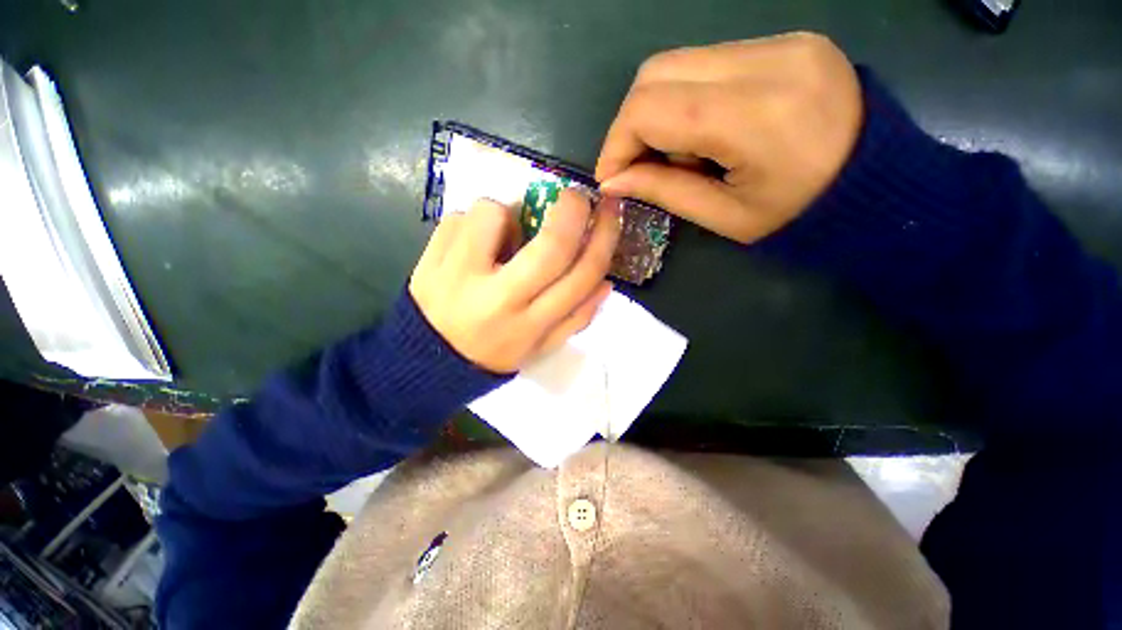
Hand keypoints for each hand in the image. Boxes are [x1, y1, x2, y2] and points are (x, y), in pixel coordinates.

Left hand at [409, 191, 621, 373]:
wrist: (426, 360)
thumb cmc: (492, 354)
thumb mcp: (539, 349)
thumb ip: (575, 319)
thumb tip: (606, 282)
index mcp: (530, 326)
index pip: (580, 276)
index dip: (603, 238)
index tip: (610, 212)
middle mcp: (499, 300)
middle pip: (550, 245)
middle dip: (573, 210)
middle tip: (577, 198)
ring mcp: (459, 275)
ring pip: (496, 214)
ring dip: (508, 214)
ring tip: (502, 238)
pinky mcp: (429, 258)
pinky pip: (460, 216)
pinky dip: (474, 222)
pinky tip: (471, 246)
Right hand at [596, 32, 862, 243]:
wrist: (878, 184)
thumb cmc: (799, 216)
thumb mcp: (724, 217)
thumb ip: (663, 192)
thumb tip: (612, 182)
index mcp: (754, 117)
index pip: (651, 108)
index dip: (616, 142)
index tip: (611, 177)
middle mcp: (767, 62)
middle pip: (657, 72)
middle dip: (632, 124)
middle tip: (638, 165)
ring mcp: (781, 42)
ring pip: (679, 63)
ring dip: (661, 112)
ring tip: (683, 154)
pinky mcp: (787, 40)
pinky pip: (709, 62)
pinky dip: (689, 99)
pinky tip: (708, 132)